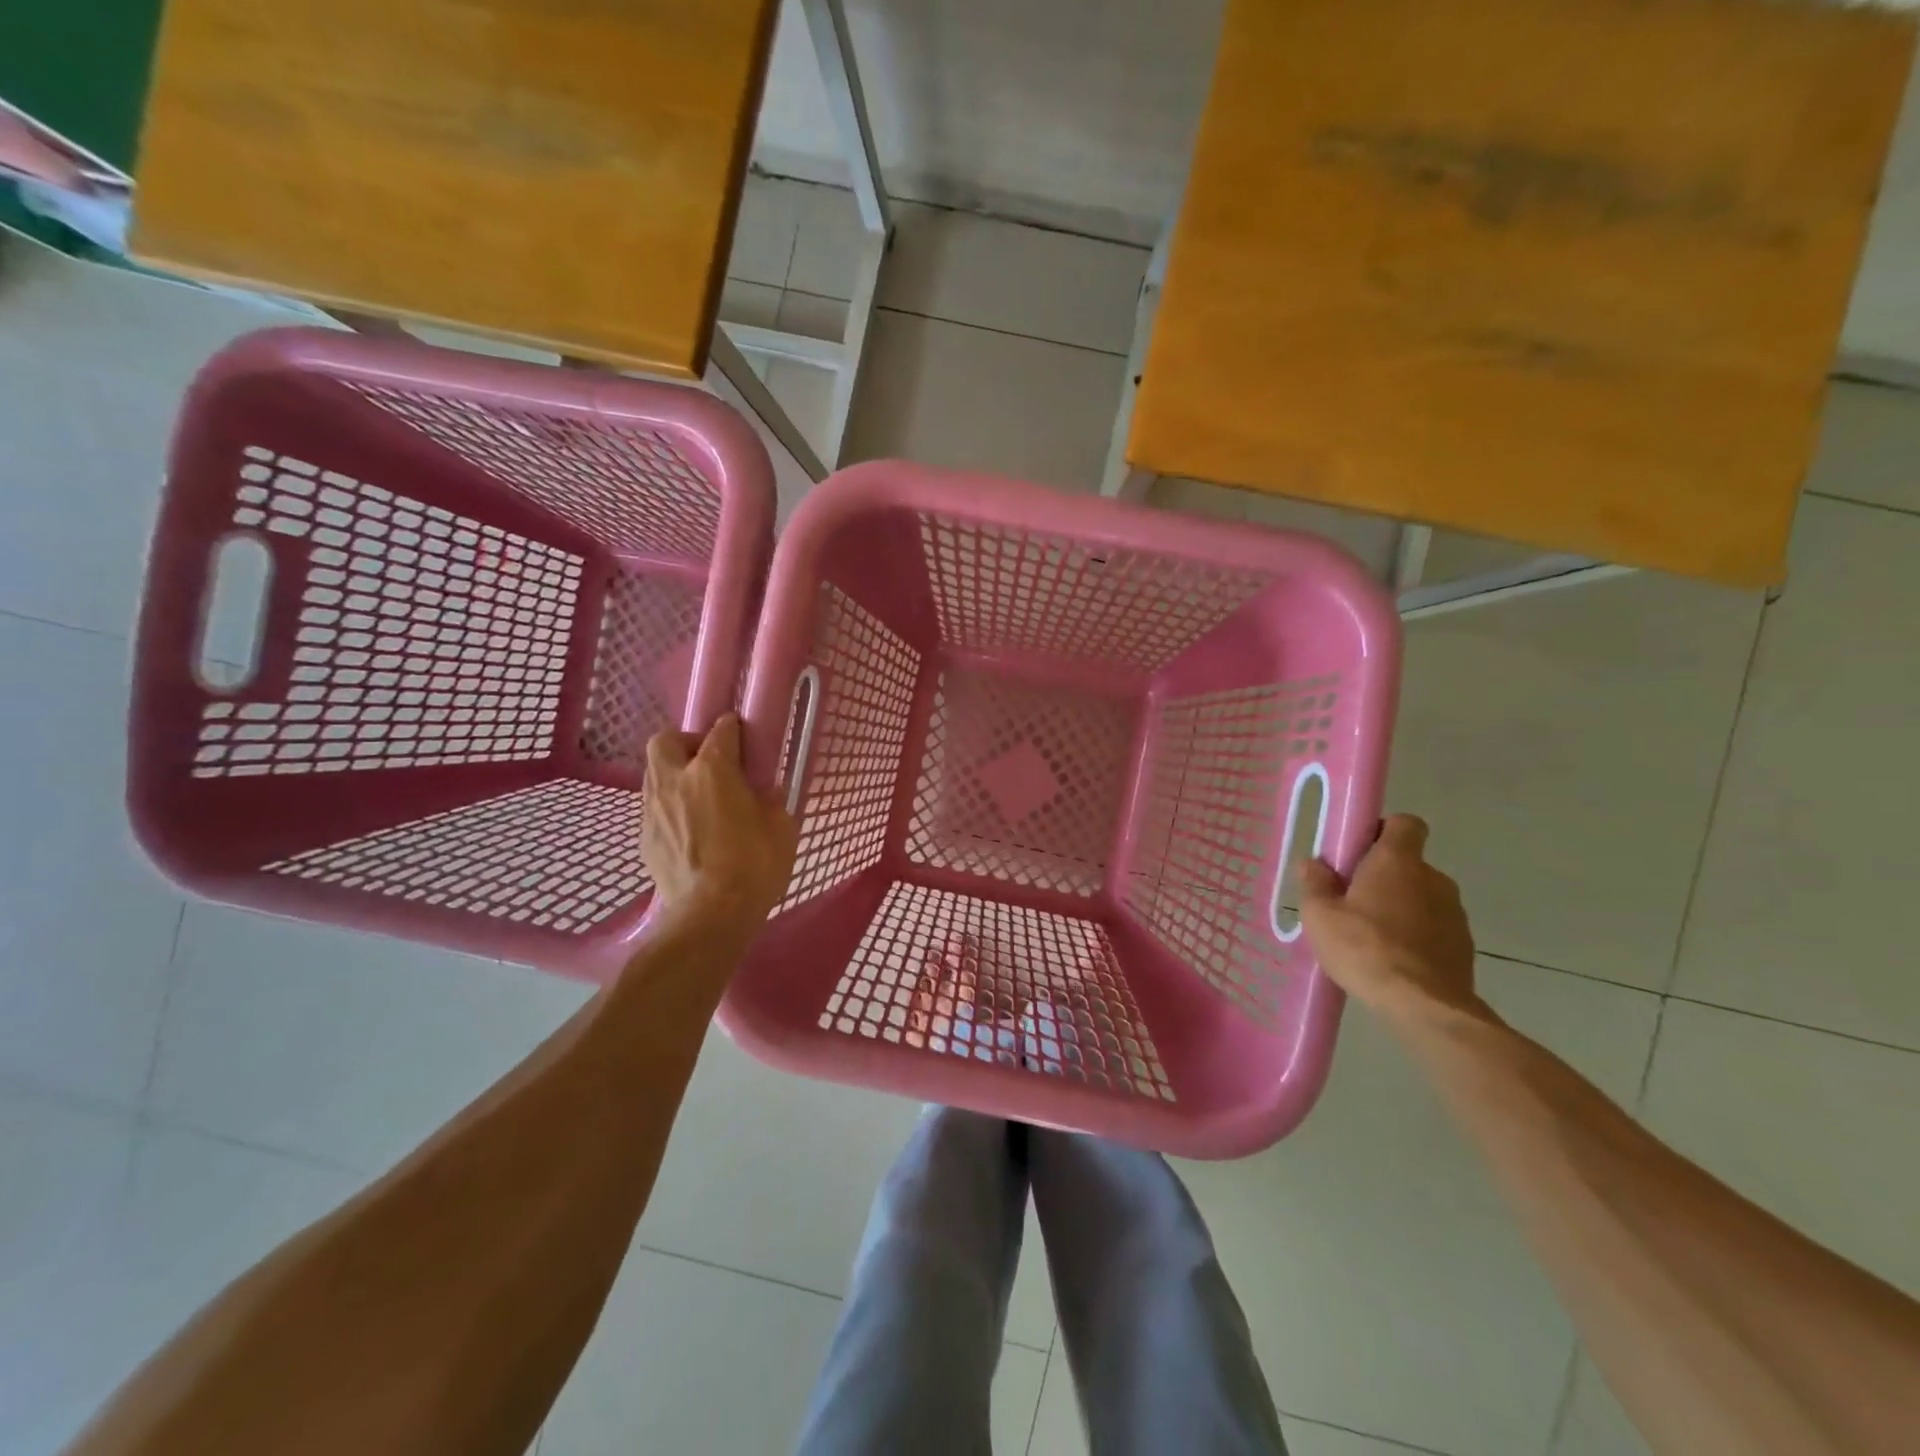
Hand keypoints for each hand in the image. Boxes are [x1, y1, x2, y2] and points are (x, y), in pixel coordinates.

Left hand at [642, 715, 798, 929]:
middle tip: (708, 762)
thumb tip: (767, 792)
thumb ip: (773, 801)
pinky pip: (654, 809)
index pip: (720, 731)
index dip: (733, 729)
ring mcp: (653, 810)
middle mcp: (675, 780)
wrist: (711, 915)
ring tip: (698, 797)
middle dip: (685, 742)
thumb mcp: (782, 828)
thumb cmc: (754, 865)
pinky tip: (689, 830)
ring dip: (674, 775)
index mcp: (712, 770)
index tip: (742, 736)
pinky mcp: (644, 839)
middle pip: (665, 740)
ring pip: (654, 773)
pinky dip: (669, 809)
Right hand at [1299, 814, 1483, 1026]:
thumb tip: (1313, 863)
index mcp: (1398, 861)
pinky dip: (1417, 935)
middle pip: (1408, 863)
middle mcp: (1433, 878)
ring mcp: (1454, 912)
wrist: (1423, 1005)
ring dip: (1401, 907)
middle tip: (1352, 900)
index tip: (1359, 851)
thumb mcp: (1320, 916)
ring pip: (1422, 896)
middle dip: (1384, 876)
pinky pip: (1434, 927)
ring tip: (1372, 936)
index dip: (1383, 830)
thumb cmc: (1364, 948)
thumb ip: (1315, 884)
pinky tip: (1394, 959)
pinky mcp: (1464, 945)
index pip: (1405, 823)